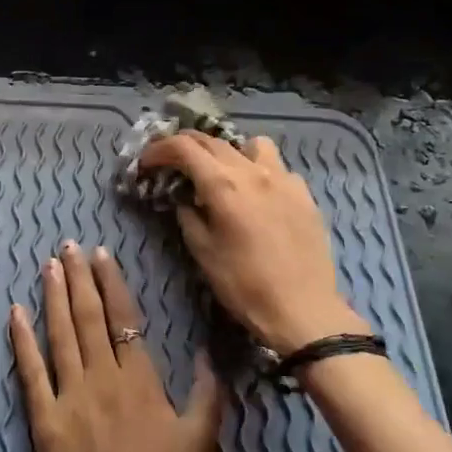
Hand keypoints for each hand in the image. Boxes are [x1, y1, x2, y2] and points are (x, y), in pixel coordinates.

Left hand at [10, 242, 222, 451]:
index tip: (101, 254)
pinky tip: (15, 315)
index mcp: (140, 383)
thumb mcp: (200, 445)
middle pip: (88, 319)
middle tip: (68, 246)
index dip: (112, 283)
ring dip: (54, 298)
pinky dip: (22, 341)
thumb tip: (209, 352)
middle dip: (78, 278)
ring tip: (48, 266)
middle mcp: (102, 380)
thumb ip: (208, 395)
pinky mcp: (44, 423)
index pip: (124, 319)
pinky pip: (30, 374)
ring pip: (61, 336)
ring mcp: (69, 400)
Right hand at [138, 131, 371, 354]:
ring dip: (229, 151)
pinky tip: (258, 195)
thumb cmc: (244, 285)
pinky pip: (278, 167)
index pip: (184, 147)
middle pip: (213, 141)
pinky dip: (260, 171)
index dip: (159, 149)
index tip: (146, 163)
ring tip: (223, 172)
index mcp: (223, 185)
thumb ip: (188, 216)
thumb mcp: (202, 252)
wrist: (303, 310)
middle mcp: (253, 171)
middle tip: (171, 162)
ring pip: (251, 144)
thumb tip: (184, 199)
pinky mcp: (304, 193)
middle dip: (186, 146)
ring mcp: (284, 179)